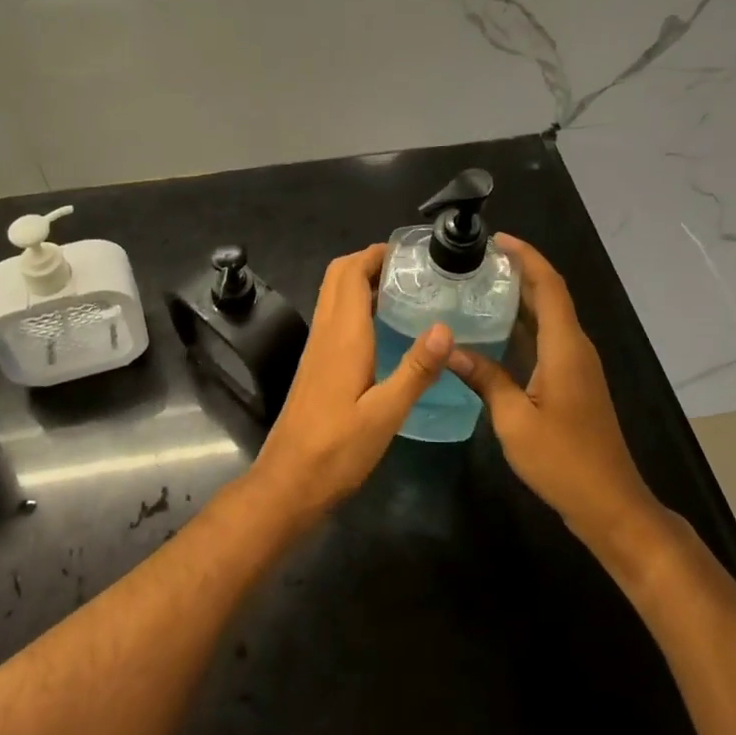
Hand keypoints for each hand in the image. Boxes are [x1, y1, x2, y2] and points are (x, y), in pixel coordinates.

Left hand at [248, 245, 452, 523]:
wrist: (289, 481)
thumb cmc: (338, 449)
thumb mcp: (386, 413)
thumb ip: (416, 369)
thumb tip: (446, 326)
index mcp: (342, 335)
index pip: (351, 273)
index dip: (375, 253)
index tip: (410, 252)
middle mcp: (325, 332)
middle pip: (338, 276)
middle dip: (369, 261)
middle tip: (410, 268)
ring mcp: (317, 348)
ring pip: (333, 295)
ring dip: (361, 281)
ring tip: (403, 289)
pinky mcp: (316, 365)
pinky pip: (334, 317)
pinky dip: (356, 305)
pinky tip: (384, 327)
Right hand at [445, 235, 666, 551]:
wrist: (610, 504)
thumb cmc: (563, 460)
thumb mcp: (514, 419)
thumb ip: (484, 378)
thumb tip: (449, 348)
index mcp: (565, 347)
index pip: (548, 286)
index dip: (526, 257)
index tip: (497, 239)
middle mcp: (575, 348)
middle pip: (550, 295)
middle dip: (519, 271)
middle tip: (477, 260)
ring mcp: (577, 366)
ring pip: (549, 317)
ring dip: (521, 297)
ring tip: (480, 284)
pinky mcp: (574, 382)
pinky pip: (548, 338)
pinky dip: (524, 324)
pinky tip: (495, 330)